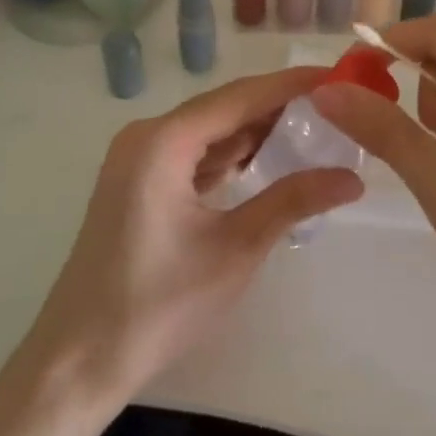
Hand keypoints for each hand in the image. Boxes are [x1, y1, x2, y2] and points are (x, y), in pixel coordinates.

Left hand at [23, 69, 364, 406]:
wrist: (81, 359)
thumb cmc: (159, 304)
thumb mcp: (235, 249)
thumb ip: (293, 201)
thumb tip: (353, 178)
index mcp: (162, 142)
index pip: (240, 97)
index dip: (291, 85)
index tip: (339, 77)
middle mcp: (146, 138)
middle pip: (224, 109)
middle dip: (278, 107)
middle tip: (336, 107)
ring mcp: (138, 161)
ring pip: (209, 132)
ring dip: (256, 132)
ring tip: (315, 130)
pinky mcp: (138, 185)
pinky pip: (193, 155)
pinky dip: (231, 156)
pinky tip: (269, 161)